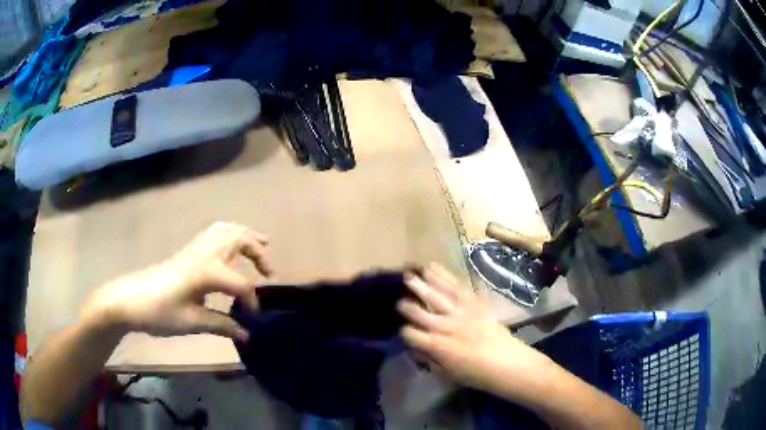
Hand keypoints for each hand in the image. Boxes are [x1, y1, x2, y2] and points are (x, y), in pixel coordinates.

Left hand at [81, 222, 272, 340]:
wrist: (128, 299)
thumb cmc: (159, 312)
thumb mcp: (192, 323)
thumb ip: (222, 325)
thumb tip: (247, 334)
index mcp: (206, 272)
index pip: (241, 284)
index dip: (252, 301)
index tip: (255, 319)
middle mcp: (203, 253)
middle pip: (237, 239)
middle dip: (258, 252)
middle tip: (269, 272)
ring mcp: (193, 248)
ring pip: (225, 229)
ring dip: (245, 236)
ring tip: (261, 246)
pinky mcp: (187, 251)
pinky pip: (214, 232)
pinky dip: (230, 234)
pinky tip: (231, 249)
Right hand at [396, 264, 552, 395]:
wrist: (506, 361)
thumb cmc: (476, 373)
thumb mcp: (448, 373)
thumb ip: (430, 359)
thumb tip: (416, 348)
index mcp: (438, 346)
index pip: (412, 334)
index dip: (405, 332)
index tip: (403, 330)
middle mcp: (446, 326)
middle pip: (421, 312)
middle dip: (407, 304)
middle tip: (399, 297)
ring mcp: (461, 312)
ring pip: (437, 295)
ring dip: (423, 284)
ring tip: (411, 273)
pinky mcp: (474, 303)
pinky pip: (457, 287)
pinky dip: (445, 276)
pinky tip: (435, 268)